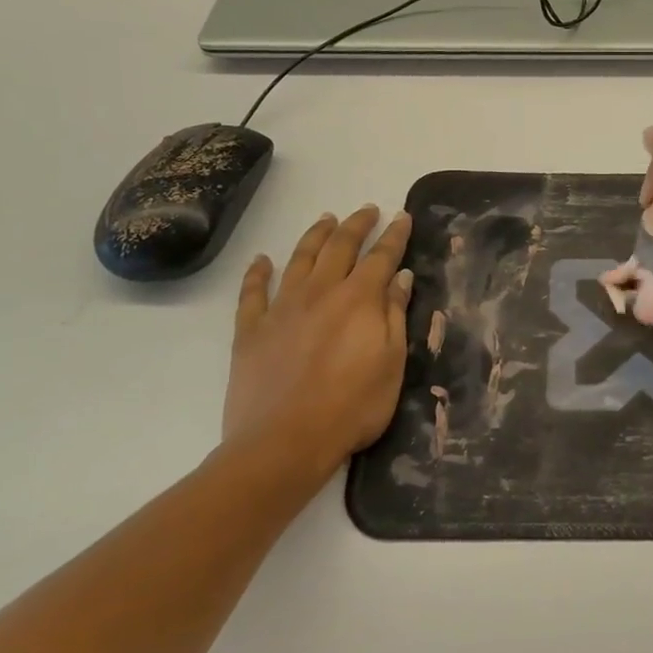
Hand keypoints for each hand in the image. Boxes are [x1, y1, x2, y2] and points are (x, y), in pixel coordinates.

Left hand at [222, 205, 413, 481]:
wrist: (284, 441)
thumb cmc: (352, 407)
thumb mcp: (391, 363)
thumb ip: (394, 315)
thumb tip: (400, 277)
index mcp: (358, 300)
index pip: (381, 257)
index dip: (394, 235)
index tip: (402, 216)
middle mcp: (320, 292)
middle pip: (340, 248)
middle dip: (356, 225)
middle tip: (367, 210)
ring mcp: (281, 309)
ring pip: (299, 259)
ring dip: (315, 236)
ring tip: (326, 220)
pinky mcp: (251, 330)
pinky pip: (252, 292)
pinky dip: (258, 272)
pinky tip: (262, 260)